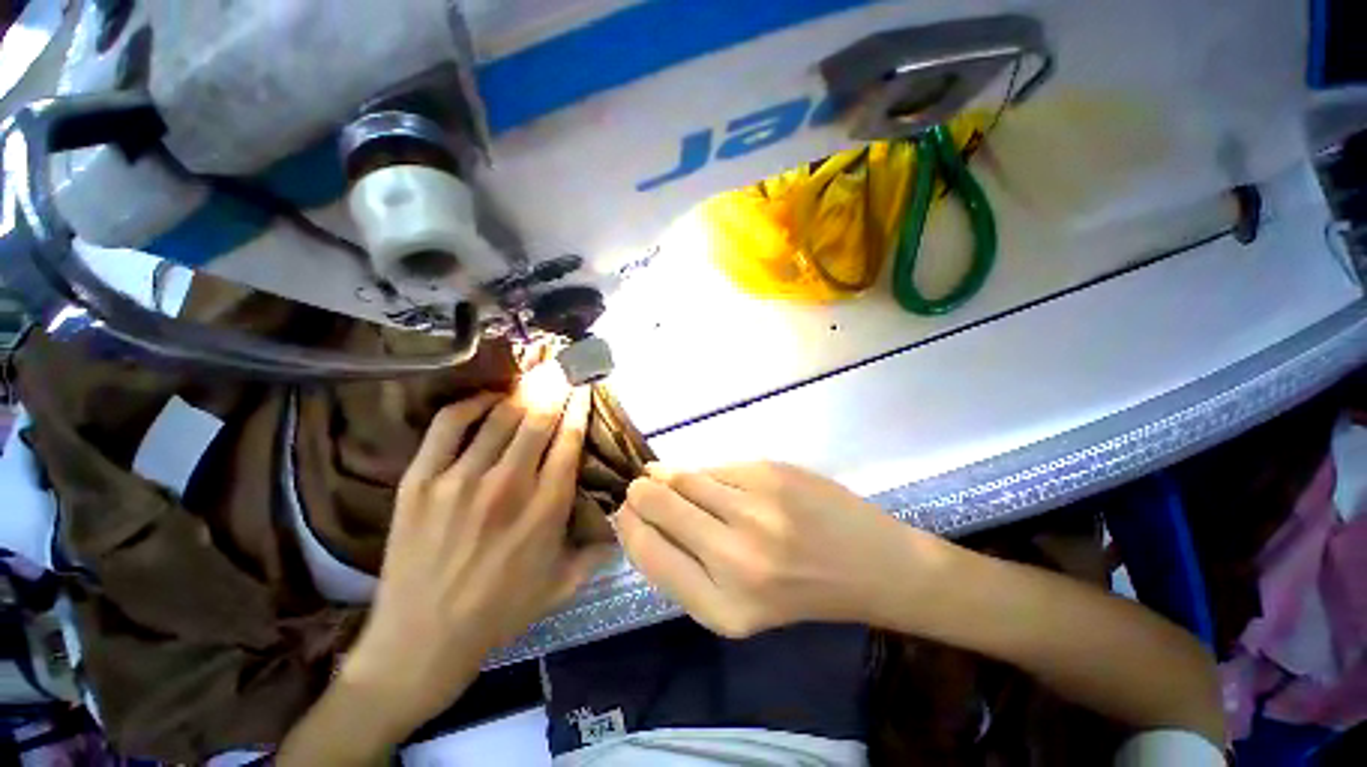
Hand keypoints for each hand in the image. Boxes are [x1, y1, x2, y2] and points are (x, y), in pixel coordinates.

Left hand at [340, 367, 612, 737]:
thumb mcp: (563, 585)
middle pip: (538, 419)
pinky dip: (471, 404)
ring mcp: (460, 480)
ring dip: (522, 392)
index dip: (578, 408)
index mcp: (546, 508)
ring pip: (500, 417)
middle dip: (555, 388)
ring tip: (533, 377)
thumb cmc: (500, 612)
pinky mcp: (420, 481)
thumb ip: (597, 550)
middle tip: (562, 367)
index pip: (569, 440)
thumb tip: (622, 520)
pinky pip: (450, 425)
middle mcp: (508, 485)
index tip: (583, 388)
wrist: (421, 642)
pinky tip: (488, 399)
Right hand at [616, 462, 946, 637]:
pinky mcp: (770, 474)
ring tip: (667, 477)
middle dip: (642, 492)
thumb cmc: (801, 591)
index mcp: (721, 606)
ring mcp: (754, 510)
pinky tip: (710, 479)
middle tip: (642, 486)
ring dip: (669, 476)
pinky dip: (704, 472)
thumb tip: (640, 516)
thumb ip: (685, 565)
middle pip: (659, 506)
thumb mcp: (737, 605)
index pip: (647, 553)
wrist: (872, 565)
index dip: (630, 525)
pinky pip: (716, 466)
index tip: (626, 511)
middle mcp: (733, 558)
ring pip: (684, 478)